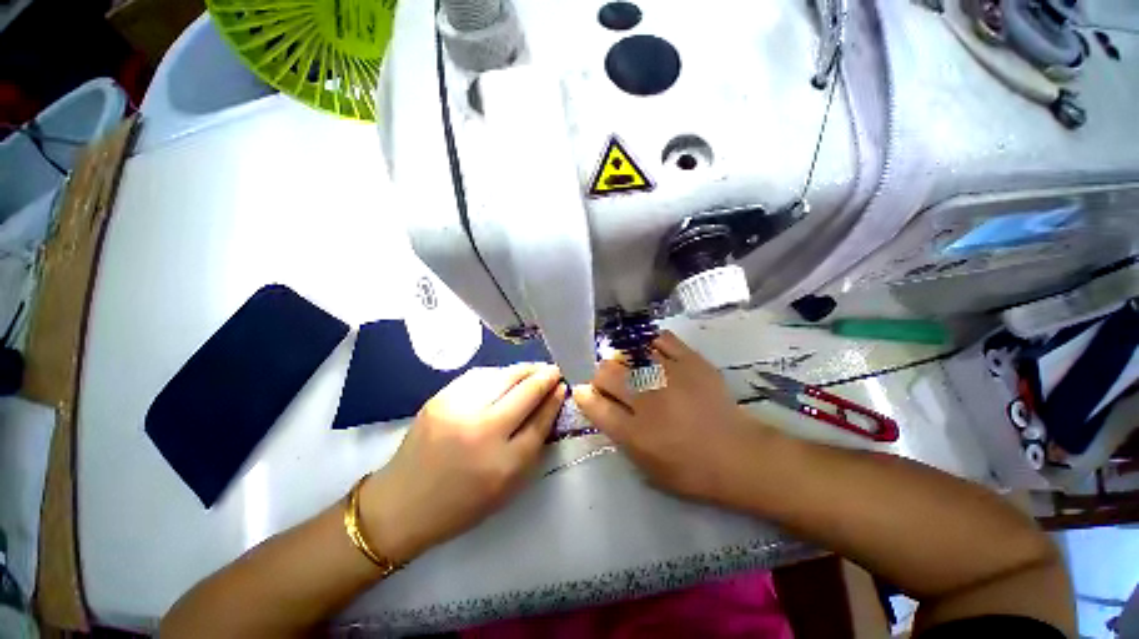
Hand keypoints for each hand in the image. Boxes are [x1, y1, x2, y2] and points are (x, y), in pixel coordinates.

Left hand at [361, 363, 563, 562]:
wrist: (402, 504)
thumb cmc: (462, 503)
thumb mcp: (508, 485)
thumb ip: (532, 445)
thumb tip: (548, 405)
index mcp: (504, 464)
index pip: (541, 419)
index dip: (555, 398)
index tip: (563, 385)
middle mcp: (483, 431)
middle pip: (526, 391)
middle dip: (545, 376)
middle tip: (553, 370)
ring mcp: (459, 410)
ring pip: (504, 375)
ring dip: (524, 370)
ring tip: (534, 369)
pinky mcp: (441, 398)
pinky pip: (480, 375)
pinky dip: (499, 373)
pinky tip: (505, 377)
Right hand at [573, 332, 762, 503]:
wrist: (739, 455)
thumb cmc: (689, 468)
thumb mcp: (646, 466)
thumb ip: (617, 432)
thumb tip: (594, 402)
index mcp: (636, 432)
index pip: (595, 404)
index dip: (584, 395)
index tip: (583, 390)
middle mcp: (648, 399)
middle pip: (607, 373)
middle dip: (600, 374)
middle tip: (611, 381)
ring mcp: (670, 376)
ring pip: (630, 354)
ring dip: (623, 359)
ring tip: (631, 366)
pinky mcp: (691, 361)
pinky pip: (661, 340)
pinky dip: (651, 343)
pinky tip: (651, 352)